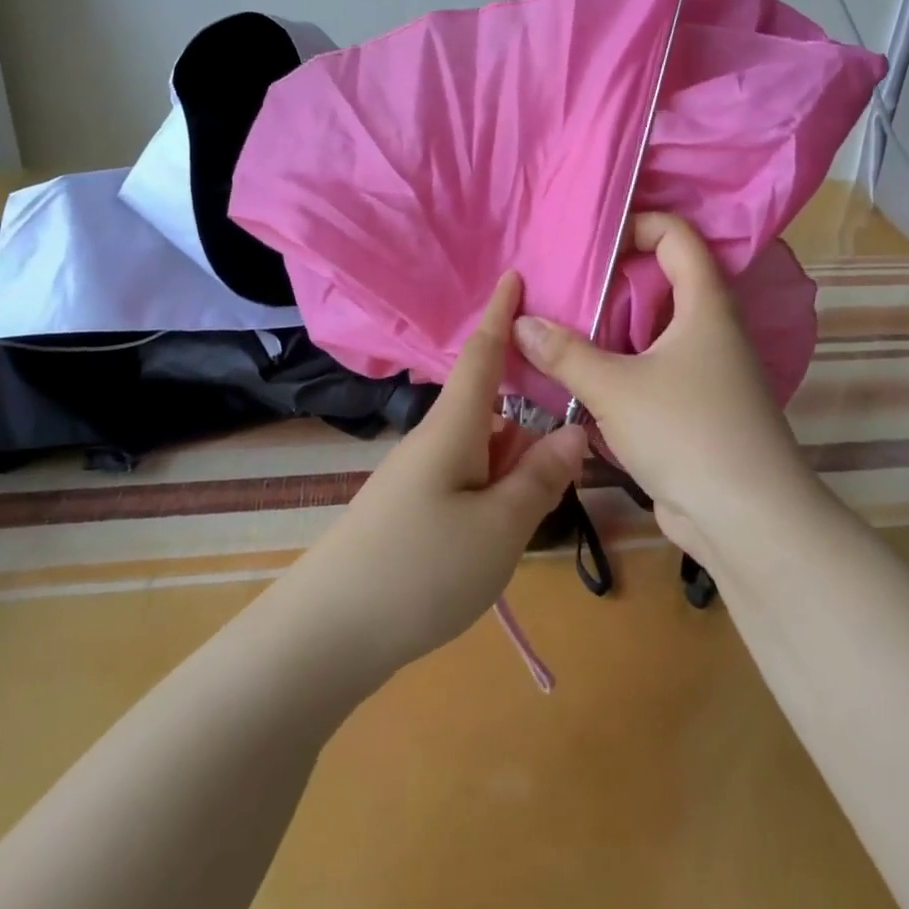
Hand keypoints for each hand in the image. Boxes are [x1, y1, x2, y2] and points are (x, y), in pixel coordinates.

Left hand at [282, 272, 588, 680]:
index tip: (514, 275)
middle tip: (580, 431)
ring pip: (485, 451)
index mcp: (455, 426)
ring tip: (555, 493)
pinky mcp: (414, 510)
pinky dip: (499, 489)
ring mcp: (421, 477)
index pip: (482, 354)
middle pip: (495, 410)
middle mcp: (436, 440)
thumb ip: (541, 478)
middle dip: (533, 414)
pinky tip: (513, 526)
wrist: (328, 634)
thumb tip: (574, 430)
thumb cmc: (421, 569)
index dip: (500, 313)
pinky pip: (469, 480)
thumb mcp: (500, 526)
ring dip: (519, 461)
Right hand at [510, 214, 814, 560]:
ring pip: (652, 334)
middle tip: (561, 285)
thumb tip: (521, 323)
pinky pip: (651, 373)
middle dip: (611, 282)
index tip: (592, 242)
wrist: (748, 521)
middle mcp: (710, 330)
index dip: (638, 225)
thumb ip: (565, 354)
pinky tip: (579, 381)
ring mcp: (706, 373)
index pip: (678, 236)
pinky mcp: (695, 411)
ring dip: (610, 331)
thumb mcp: (616, 388)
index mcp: (705, 305)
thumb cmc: (688, 432)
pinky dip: (619, 370)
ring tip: (558, 329)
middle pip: (661, 284)